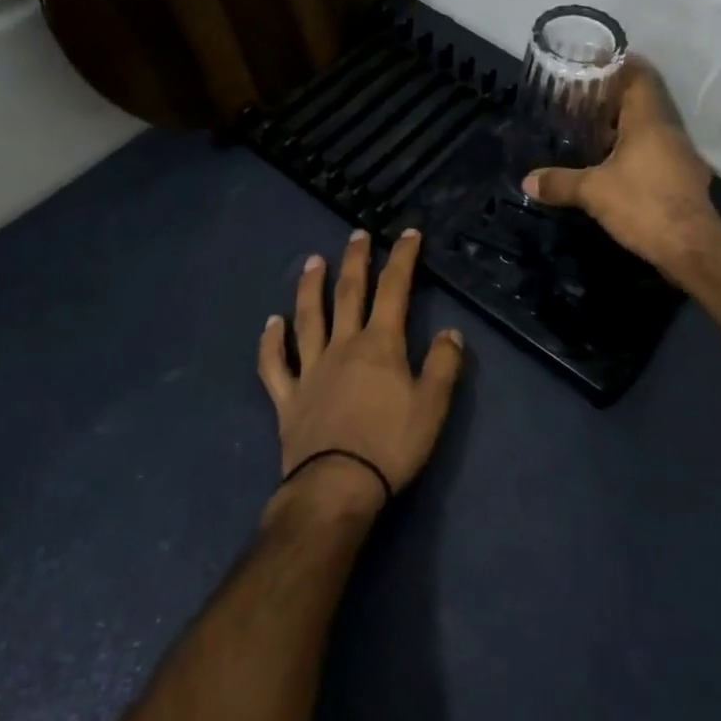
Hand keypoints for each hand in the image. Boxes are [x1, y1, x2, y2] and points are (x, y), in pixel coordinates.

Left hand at [259, 229, 464, 516]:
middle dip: (356, 261)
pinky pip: (275, 364)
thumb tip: (450, 331)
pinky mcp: (288, 397)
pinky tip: (271, 323)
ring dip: (310, 288)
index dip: (402, 258)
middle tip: (357, 233)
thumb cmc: (390, 446)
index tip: (408, 233)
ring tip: (312, 262)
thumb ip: (443, 365)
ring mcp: (310, 369)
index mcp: (379, 345)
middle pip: (348, 293)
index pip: (394, 290)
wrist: (336, 487)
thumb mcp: (432, 406)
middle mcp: (342, 346)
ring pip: (308, 318)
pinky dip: (271, 342)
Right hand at [522, 58, 720, 289]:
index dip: (618, 65)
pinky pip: (655, 152)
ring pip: (649, 128)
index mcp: (649, 120)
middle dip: (613, 97)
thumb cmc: (643, 205)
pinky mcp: (683, 178)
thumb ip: (560, 182)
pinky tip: (612, 166)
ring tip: (590, 130)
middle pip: (643, 100)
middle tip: (581, 99)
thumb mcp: (593, 192)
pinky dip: (633, 150)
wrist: (692, 248)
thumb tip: (527, 181)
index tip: (593, 64)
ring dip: (622, 126)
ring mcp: (680, 155)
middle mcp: (668, 130)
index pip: (639, 75)